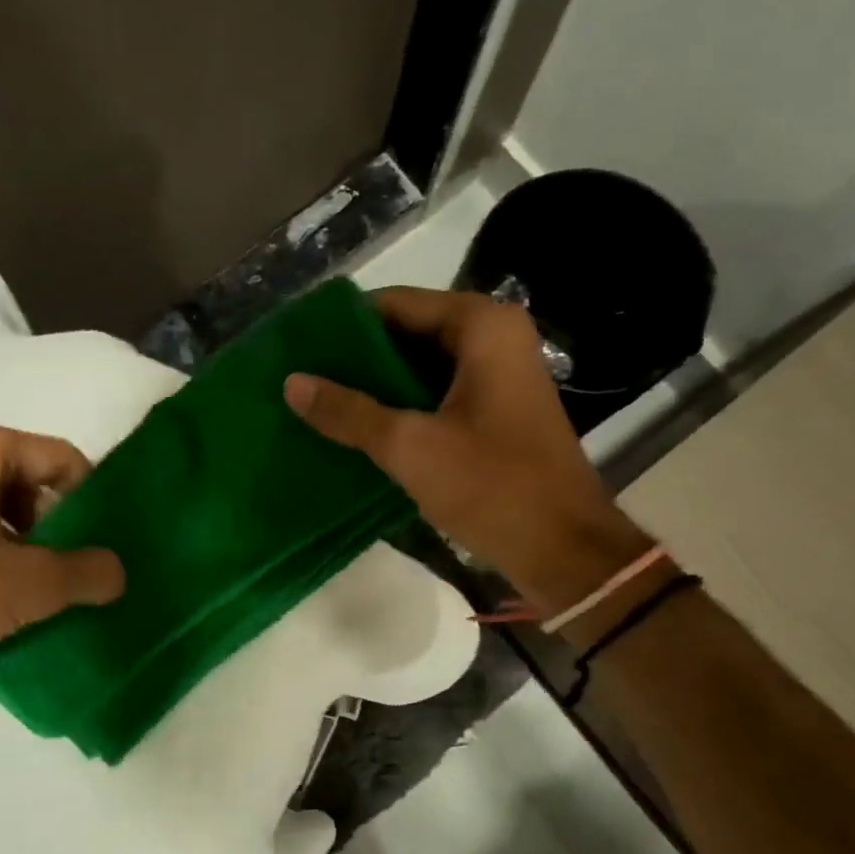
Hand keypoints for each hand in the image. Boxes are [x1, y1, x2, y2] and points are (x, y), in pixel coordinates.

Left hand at [0, 419, 124, 723]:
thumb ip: (84, 573)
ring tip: (49, 602)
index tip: (109, 546)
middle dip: (61, 533)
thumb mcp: (23, 585)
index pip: (59, 458)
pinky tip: (4, 615)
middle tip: (82, 577)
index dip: (93, 500)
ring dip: (28, 558)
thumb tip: (118, 571)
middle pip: (28, 488)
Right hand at [284, 287, 647, 609]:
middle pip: (409, 332)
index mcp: (482, 327)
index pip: (396, 303)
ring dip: (375, 385)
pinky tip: (359, 428)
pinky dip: (401, 407)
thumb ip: (348, 411)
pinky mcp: (495, 412)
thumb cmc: (491, 486)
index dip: (344, 324)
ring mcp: (498, 377)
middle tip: (302, 378)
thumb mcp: (410, 447)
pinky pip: (436, 395)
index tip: (297, 346)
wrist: (562, 549)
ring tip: (319, 402)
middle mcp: (494, 339)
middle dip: (357, 357)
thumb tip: (292, 382)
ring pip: (421, 367)